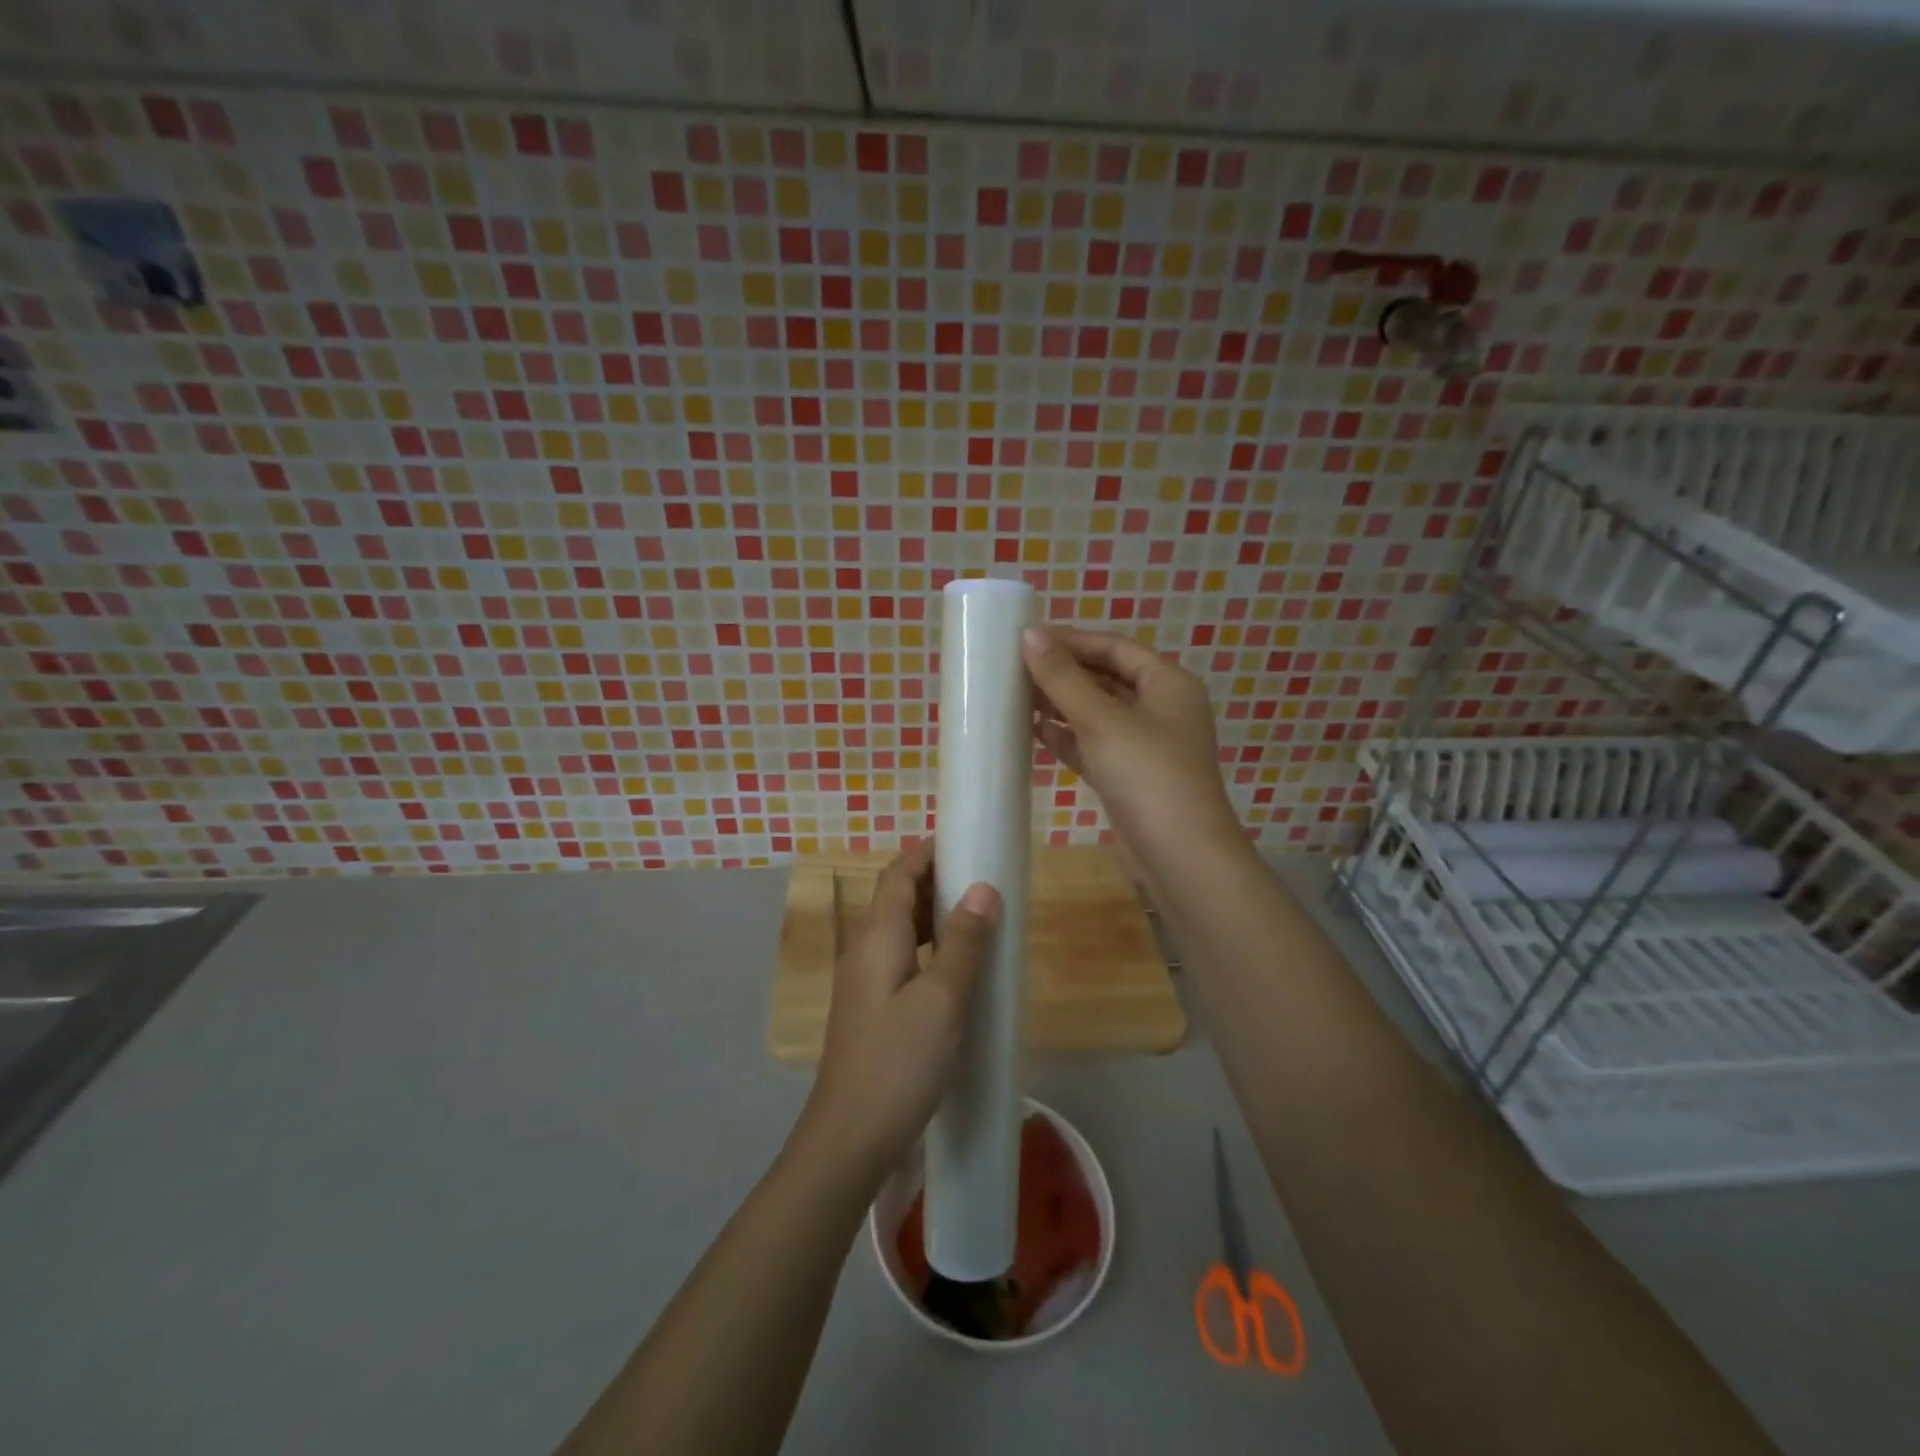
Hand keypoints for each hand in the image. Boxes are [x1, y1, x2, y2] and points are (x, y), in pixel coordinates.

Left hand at [797, 839, 1000, 1185]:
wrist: (850, 1137)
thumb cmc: (900, 1061)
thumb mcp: (943, 998)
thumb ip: (963, 941)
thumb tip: (982, 888)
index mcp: (878, 937)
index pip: (898, 874)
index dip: (926, 852)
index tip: (964, 839)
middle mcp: (864, 950)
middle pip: (897, 898)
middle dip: (935, 880)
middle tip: (982, 877)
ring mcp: (864, 982)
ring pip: (900, 931)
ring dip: (934, 915)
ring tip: (978, 916)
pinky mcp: (872, 1009)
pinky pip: (902, 960)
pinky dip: (930, 949)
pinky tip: (957, 969)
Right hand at [1022, 625, 1243, 878]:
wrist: (1180, 857)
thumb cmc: (1147, 775)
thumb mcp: (1102, 720)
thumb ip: (1063, 677)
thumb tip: (1030, 634)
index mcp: (1168, 683)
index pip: (1114, 647)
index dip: (1071, 640)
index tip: (1026, 639)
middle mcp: (1161, 708)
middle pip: (1106, 678)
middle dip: (1063, 673)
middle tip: (1014, 669)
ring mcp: (1146, 745)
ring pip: (1098, 713)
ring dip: (1061, 705)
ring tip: (1016, 697)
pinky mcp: (1130, 777)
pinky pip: (1094, 745)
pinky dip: (1068, 738)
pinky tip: (1035, 733)